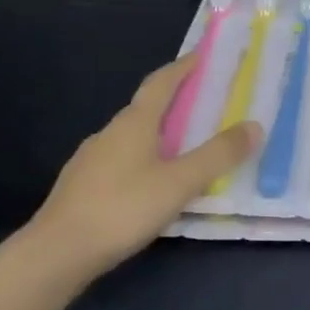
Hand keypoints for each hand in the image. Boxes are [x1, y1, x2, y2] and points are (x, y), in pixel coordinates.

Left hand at [26, 54, 260, 278]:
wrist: (55, 255)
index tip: (201, 54)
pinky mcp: (81, 187)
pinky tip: (152, 182)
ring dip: (159, 133)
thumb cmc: (122, 208)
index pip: (161, 83)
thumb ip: (218, 155)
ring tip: (184, 145)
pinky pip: (121, 161)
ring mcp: (90, 160)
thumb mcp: (181, 182)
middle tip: (204, 102)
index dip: (182, 67)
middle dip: (175, 101)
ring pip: (132, 137)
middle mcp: (109, 133)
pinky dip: (143, 159)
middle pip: (146, 108)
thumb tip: (255, 126)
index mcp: (134, 123)